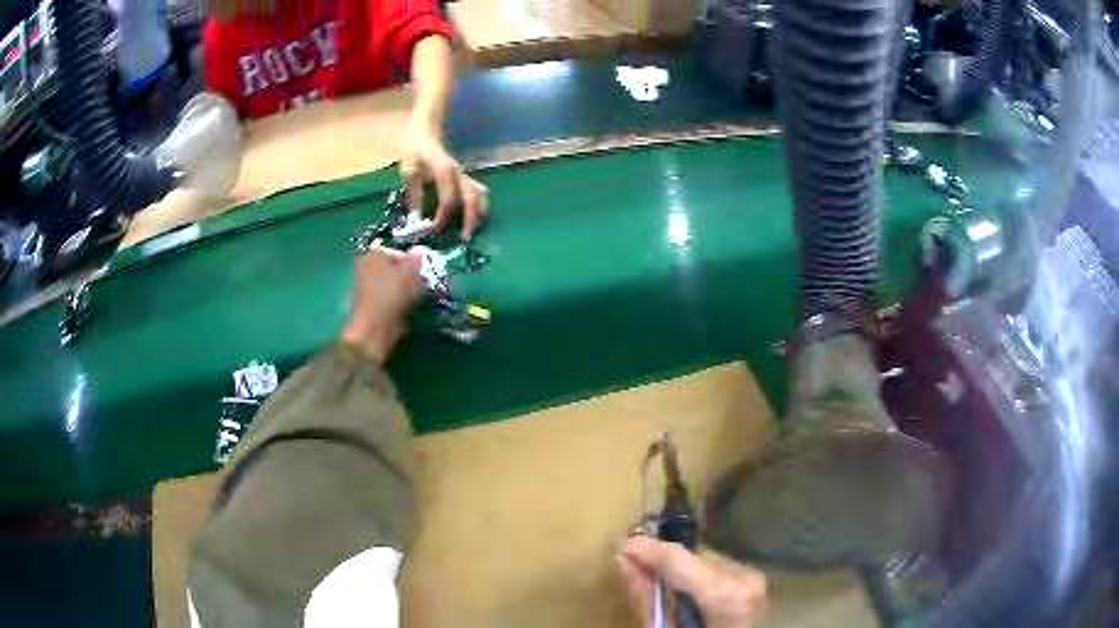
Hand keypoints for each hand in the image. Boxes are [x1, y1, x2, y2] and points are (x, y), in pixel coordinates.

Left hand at [340, 247, 423, 363]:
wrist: (375, 327)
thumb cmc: (392, 294)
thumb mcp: (411, 272)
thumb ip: (417, 260)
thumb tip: (420, 252)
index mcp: (373, 254)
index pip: (398, 252)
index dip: (413, 261)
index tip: (424, 272)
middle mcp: (366, 267)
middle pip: (394, 269)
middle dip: (408, 276)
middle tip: (422, 285)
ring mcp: (365, 288)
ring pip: (392, 285)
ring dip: (404, 290)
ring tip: (417, 298)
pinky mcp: (369, 306)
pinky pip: (389, 299)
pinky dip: (398, 303)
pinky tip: (407, 309)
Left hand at [400, 122, 488, 240]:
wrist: (425, 133)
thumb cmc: (415, 151)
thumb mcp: (409, 172)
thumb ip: (414, 196)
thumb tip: (416, 222)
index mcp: (444, 172)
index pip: (448, 200)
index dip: (442, 218)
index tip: (433, 231)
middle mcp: (459, 174)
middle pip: (471, 199)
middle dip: (470, 220)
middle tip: (465, 239)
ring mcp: (464, 175)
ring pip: (479, 196)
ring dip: (477, 214)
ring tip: (470, 231)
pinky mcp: (465, 178)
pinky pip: (477, 193)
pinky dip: (478, 206)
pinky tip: (474, 218)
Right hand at [618, 535, 767, 627]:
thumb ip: (647, 599)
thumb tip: (625, 561)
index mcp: (726, 596)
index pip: (679, 559)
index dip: (647, 549)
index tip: (619, 543)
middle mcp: (746, 577)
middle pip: (692, 558)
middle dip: (664, 563)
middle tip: (635, 567)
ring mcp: (754, 576)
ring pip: (704, 560)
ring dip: (682, 570)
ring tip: (664, 587)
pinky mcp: (754, 579)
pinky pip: (717, 569)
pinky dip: (698, 577)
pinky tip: (688, 594)